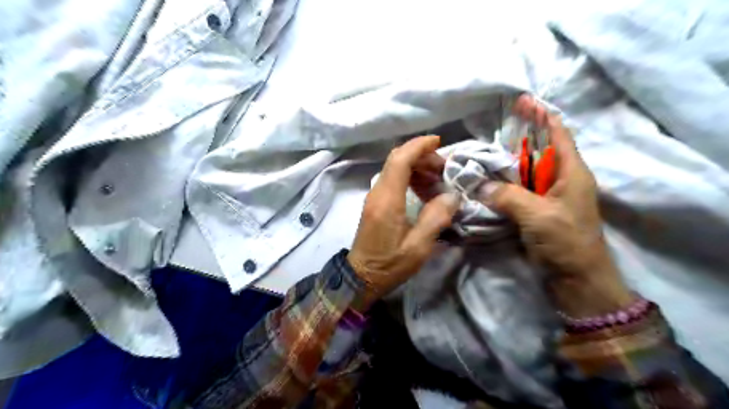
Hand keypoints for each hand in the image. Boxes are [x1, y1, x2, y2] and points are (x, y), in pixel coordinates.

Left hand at [349, 135, 460, 310]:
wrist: (361, 277)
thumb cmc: (389, 264)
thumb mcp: (418, 247)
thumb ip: (436, 218)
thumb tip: (452, 195)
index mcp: (387, 199)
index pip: (400, 160)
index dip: (418, 146)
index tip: (439, 142)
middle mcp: (377, 192)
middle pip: (396, 160)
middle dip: (421, 156)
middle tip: (444, 169)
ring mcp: (374, 197)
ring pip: (394, 169)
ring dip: (416, 167)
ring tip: (438, 180)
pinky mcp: (375, 204)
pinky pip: (392, 181)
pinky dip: (409, 178)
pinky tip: (424, 191)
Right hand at [480, 95, 632, 315]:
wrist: (576, 280)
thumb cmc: (566, 242)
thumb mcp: (538, 216)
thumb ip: (507, 196)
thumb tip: (478, 184)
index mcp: (571, 173)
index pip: (558, 135)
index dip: (543, 116)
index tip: (524, 101)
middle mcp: (561, 181)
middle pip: (540, 151)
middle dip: (520, 137)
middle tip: (495, 127)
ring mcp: (548, 198)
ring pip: (526, 172)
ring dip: (508, 163)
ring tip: (485, 153)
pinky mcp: (537, 213)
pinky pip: (519, 191)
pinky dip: (504, 184)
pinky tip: (488, 182)